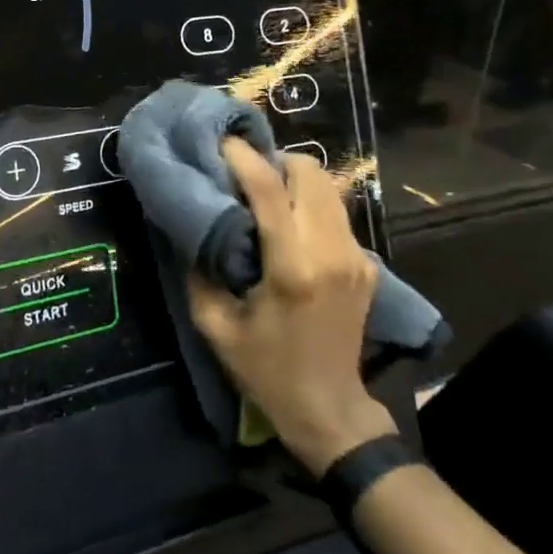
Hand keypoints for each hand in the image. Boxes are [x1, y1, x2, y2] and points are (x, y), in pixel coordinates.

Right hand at [188, 141, 397, 473]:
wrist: (329, 410)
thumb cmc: (265, 369)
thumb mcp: (214, 324)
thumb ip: (197, 268)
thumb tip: (186, 221)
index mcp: (292, 268)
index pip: (269, 190)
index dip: (242, 157)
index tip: (218, 143)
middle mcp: (331, 252)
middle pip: (310, 172)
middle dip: (273, 160)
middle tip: (242, 171)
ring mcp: (356, 256)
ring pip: (328, 185)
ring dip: (293, 177)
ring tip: (262, 189)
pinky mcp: (366, 263)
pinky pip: (335, 211)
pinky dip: (308, 200)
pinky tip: (286, 219)